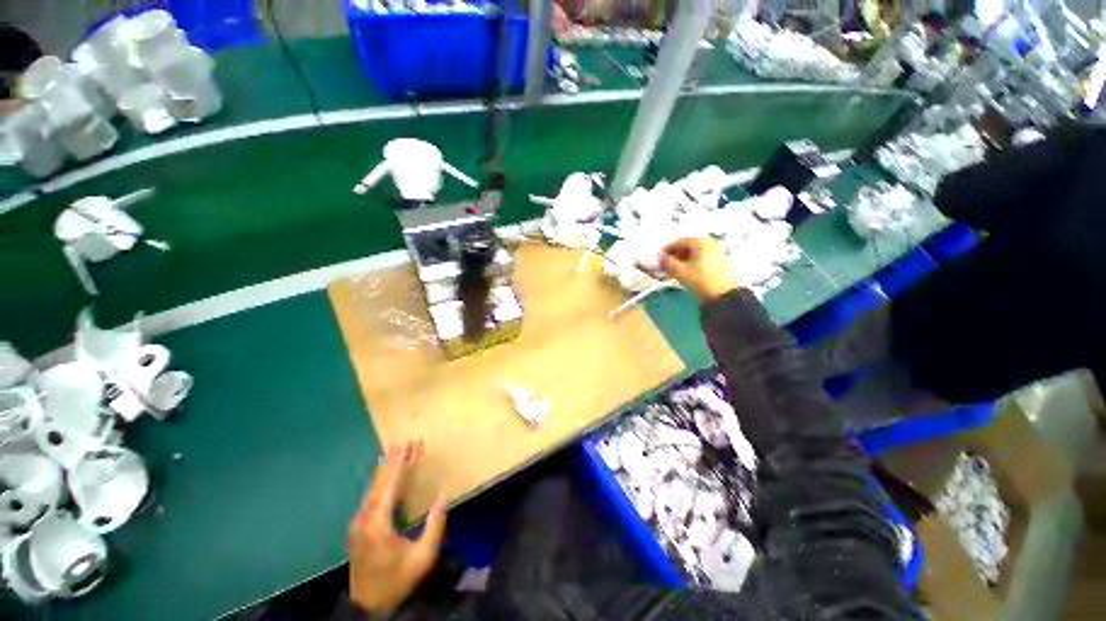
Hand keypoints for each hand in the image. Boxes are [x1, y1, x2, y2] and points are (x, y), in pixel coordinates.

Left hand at [349, 441, 446, 614]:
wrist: (367, 606)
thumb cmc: (397, 581)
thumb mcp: (423, 558)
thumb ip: (434, 526)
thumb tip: (443, 495)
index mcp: (377, 526)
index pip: (389, 487)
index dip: (399, 465)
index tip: (407, 445)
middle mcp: (364, 520)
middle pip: (379, 483)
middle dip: (393, 460)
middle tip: (406, 440)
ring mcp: (358, 523)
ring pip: (373, 488)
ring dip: (387, 468)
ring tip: (399, 450)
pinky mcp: (358, 527)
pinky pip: (371, 496)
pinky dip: (382, 480)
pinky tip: (386, 472)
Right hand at [660, 238, 737, 299]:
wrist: (721, 295)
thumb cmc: (699, 280)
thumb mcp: (679, 271)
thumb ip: (667, 262)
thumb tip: (661, 256)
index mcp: (701, 242)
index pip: (679, 241)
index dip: (667, 249)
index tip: (659, 257)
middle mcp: (710, 243)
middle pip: (688, 246)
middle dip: (675, 254)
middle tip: (665, 263)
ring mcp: (717, 251)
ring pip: (695, 252)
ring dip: (682, 259)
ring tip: (673, 269)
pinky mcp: (720, 261)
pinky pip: (701, 257)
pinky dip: (691, 262)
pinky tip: (684, 270)